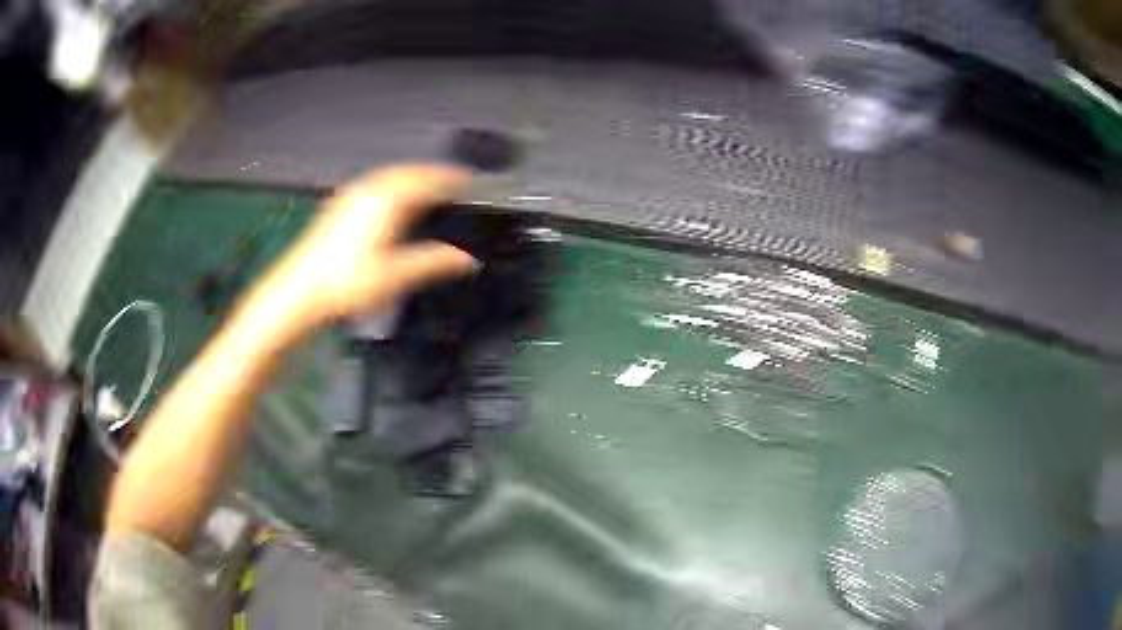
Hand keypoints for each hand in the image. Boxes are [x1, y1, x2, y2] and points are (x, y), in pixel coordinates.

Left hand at [241, 164, 476, 347]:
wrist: (300, 291)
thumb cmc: (348, 283)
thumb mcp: (396, 276)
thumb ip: (434, 262)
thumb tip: (468, 259)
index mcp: (387, 201)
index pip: (426, 180)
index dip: (449, 178)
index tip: (467, 179)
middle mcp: (370, 191)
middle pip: (407, 173)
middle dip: (431, 174)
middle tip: (451, 181)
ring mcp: (351, 196)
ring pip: (388, 176)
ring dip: (410, 177)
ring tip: (426, 187)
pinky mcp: (339, 206)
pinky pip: (373, 184)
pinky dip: (391, 185)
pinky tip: (390, 199)